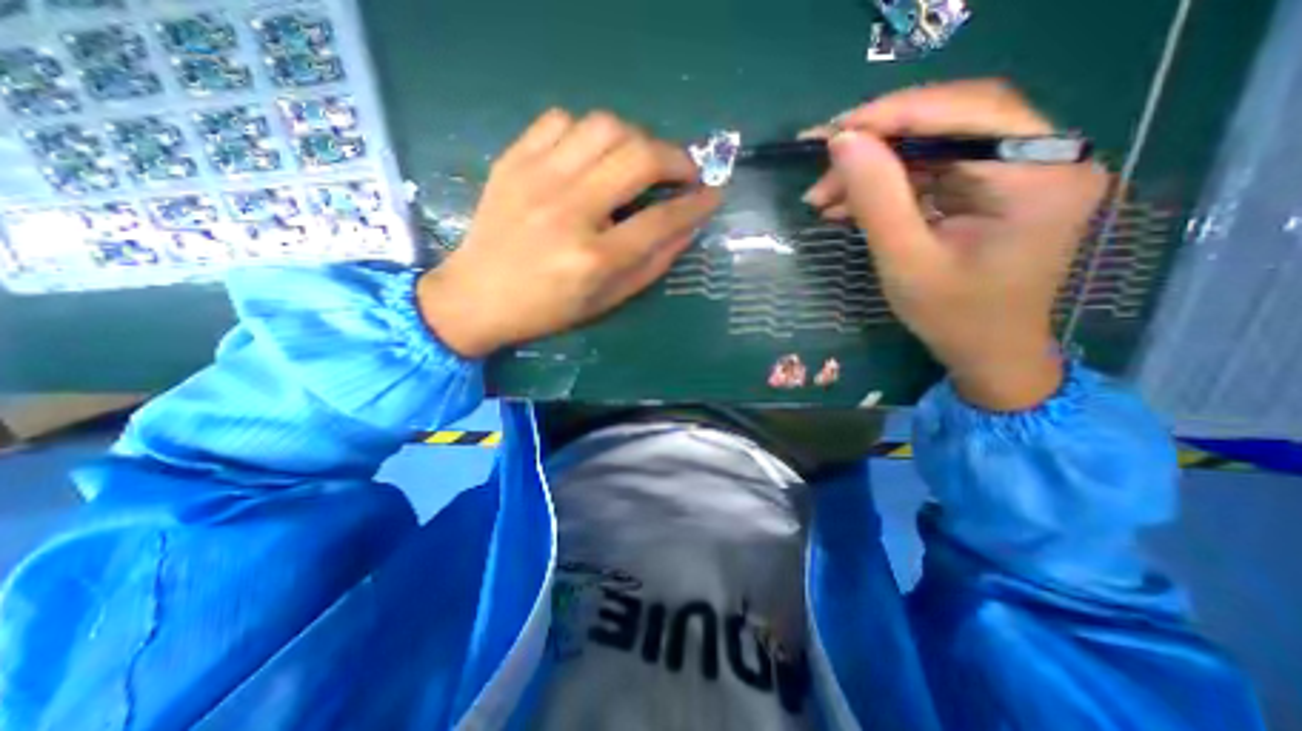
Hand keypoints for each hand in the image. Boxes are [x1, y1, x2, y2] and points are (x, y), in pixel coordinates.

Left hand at [419, 108, 716, 357]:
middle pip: (639, 157)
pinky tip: (592, 156)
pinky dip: (589, 132)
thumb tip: (687, 227)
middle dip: (677, 158)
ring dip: (636, 138)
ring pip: (605, 126)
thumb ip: (652, 264)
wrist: (476, 296)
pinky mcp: (513, 161)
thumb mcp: (607, 301)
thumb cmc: (547, 309)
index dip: (697, 204)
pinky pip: (561, 120)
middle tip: (685, 172)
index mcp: (594, 258)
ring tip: (641, 160)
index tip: (714, 194)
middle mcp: (569, 211)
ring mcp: (537, 179)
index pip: (661, 219)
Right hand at [804, 81, 1106, 409]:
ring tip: (824, 195)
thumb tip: (843, 142)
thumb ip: (877, 199)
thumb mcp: (906, 261)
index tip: (834, 132)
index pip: (967, 112)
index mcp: (1040, 175)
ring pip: (935, 145)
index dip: (895, 114)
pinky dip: (887, 183)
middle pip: (951, 121)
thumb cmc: (952, 316)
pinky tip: (848, 203)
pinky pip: (934, 169)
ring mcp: (1021, 170)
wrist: (987, 351)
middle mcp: (1044, 157)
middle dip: (878, 143)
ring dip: (875, 167)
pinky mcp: (995, 186)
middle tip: (822, 170)